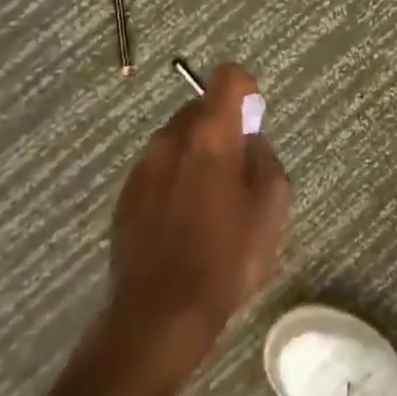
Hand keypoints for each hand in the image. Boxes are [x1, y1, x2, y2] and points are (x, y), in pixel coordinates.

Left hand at [103, 64, 289, 387]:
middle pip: (200, 108)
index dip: (245, 88)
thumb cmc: (225, 259)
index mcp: (211, 135)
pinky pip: (157, 170)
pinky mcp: (124, 198)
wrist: (158, 318)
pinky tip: (182, 221)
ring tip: (208, 201)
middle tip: (236, 169)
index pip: (228, 77)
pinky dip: (172, 180)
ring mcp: (143, 169)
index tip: (254, 116)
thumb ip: (265, 161)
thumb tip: (251, 144)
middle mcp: (171, 140)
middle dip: (220, 127)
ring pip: (176, 140)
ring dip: (195, 154)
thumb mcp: (271, 208)